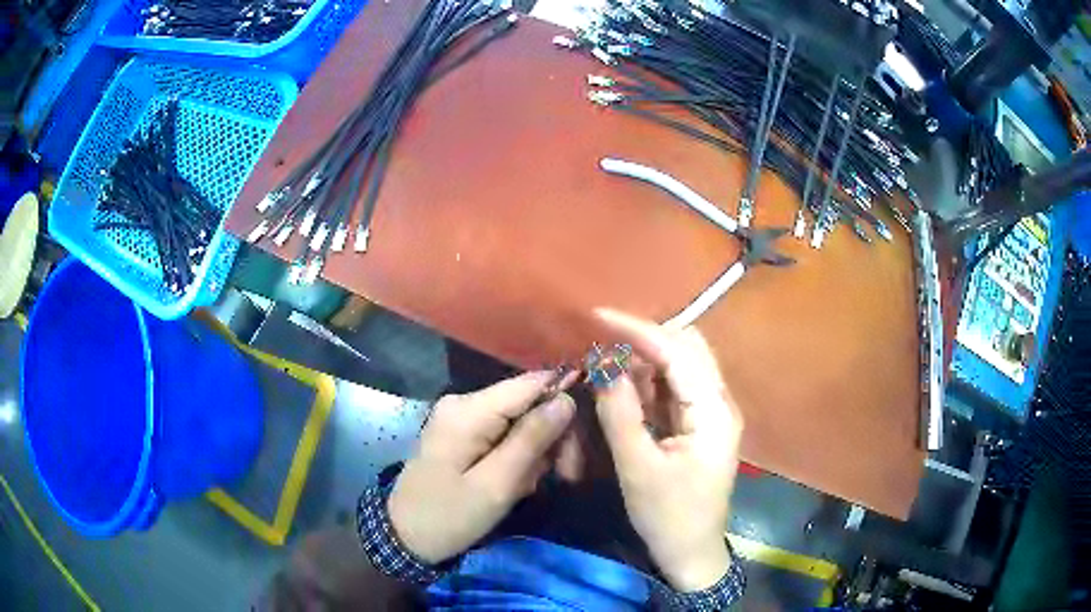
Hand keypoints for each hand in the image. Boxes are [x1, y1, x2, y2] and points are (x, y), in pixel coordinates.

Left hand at [388, 371, 575, 563]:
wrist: (406, 536)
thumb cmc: (449, 516)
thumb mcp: (496, 486)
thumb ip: (531, 441)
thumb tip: (566, 399)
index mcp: (469, 410)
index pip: (531, 383)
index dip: (563, 400)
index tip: (582, 441)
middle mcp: (466, 403)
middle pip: (529, 403)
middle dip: (553, 437)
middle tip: (567, 476)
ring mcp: (463, 417)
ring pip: (521, 421)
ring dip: (538, 453)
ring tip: (532, 487)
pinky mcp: (465, 433)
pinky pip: (506, 434)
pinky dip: (519, 458)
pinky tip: (517, 483)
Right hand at [593, 308, 743, 591]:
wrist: (692, 552)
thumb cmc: (668, 517)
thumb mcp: (638, 469)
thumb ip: (620, 415)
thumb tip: (603, 366)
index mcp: (712, 412)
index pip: (678, 352)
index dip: (638, 330)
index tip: (597, 316)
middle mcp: (719, 402)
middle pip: (688, 348)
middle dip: (645, 337)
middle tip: (602, 337)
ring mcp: (711, 412)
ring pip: (682, 364)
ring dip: (645, 356)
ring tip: (607, 355)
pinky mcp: (700, 423)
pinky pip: (675, 387)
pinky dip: (649, 378)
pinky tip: (624, 381)